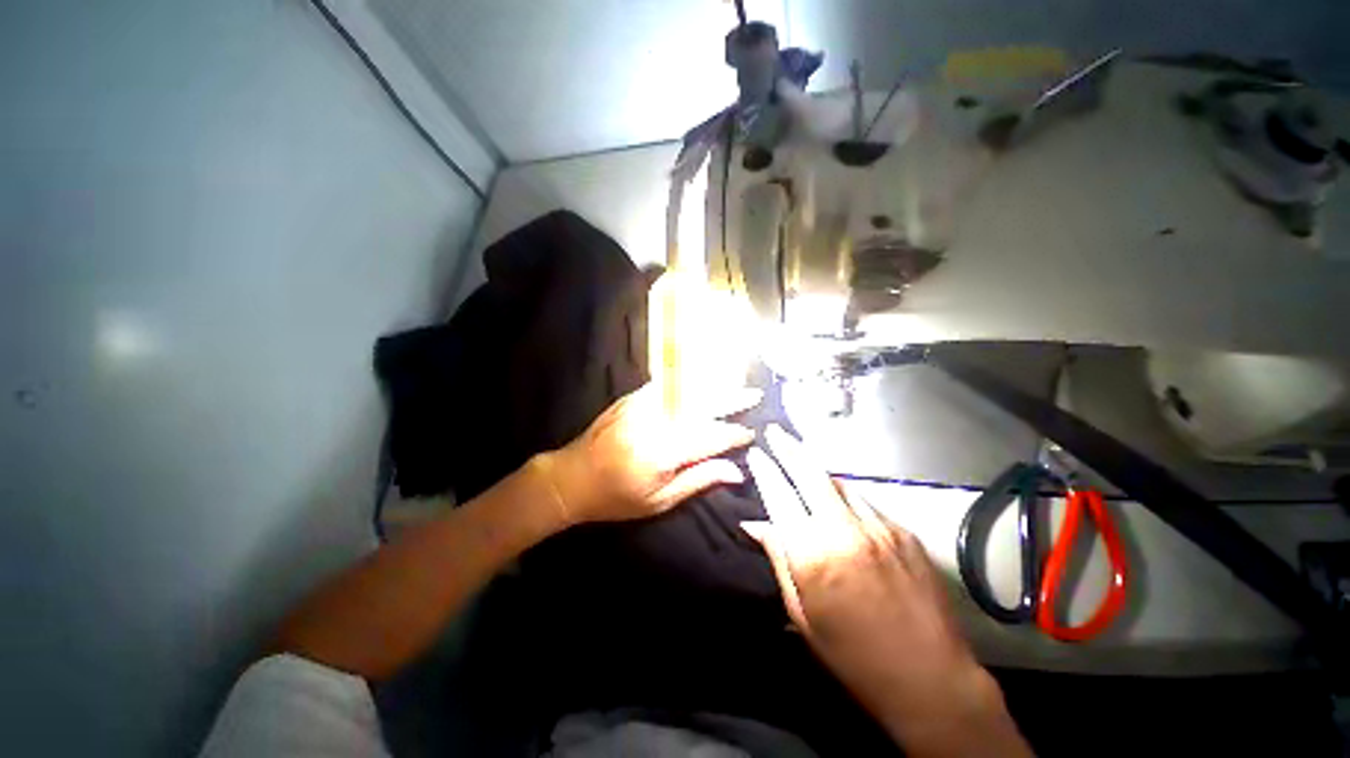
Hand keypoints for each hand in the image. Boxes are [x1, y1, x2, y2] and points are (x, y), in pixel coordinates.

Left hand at [538, 383, 760, 523]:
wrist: (570, 477)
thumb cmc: (616, 498)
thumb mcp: (659, 501)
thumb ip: (699, 480)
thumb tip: (736, 471)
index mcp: (663, 452)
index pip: (709, 438)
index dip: (732, 435)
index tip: (751, 433)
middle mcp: (655, 422)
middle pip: (701, 407)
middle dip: (731, 400)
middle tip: (754, 395)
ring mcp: (641, 405)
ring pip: (686, 391)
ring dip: (713, 386)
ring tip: (735, 382)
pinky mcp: (631, 398)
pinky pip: (667, 385)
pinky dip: (687, 382)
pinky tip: (701, 379)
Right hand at [744, 426, 1029, 755]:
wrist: (930, 678)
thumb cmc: (852, 654)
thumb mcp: (802, 612)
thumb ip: (779, 558)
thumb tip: (754, 524)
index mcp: (813, 553)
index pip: (779, 496)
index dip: (765, 470)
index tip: (756, 453)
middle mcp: (845, 529)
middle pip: (810, 473)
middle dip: (789, 448)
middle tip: (775, 431)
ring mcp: (879, 526)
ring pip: (839, 483)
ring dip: (817, 470)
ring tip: (802, 461)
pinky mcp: (904, 531)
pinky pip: (865, 502)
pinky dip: (846, 496)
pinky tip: (840, 503)